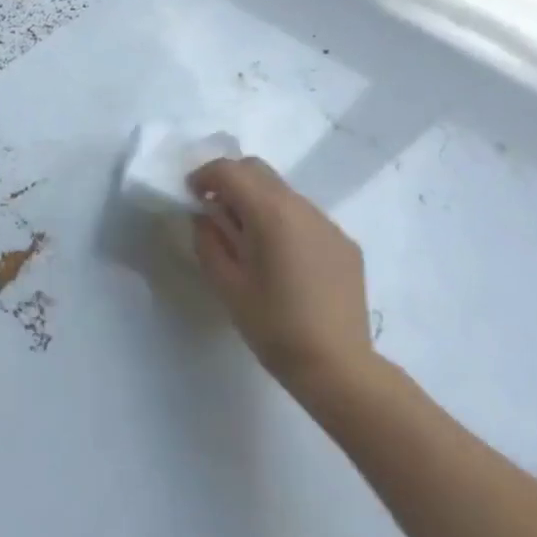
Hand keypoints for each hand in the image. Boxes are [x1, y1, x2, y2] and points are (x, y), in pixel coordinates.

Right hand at [189, 156, 373, 400]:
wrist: (338, 366)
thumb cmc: (273, 327)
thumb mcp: (227, 285)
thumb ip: (209, 242)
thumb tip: (205, 218)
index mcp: (270, 213)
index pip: (230, 171)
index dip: (204, 176)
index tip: (191, 196)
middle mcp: (302, 207)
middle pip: (258, 171)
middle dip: (230, 180)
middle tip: (214, 211)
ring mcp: (328, 223)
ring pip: (283, 192)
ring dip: (258, 201)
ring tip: (247, 240)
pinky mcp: (344, 243)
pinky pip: (306, 216)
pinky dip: (284, 221)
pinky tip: (282, 260)